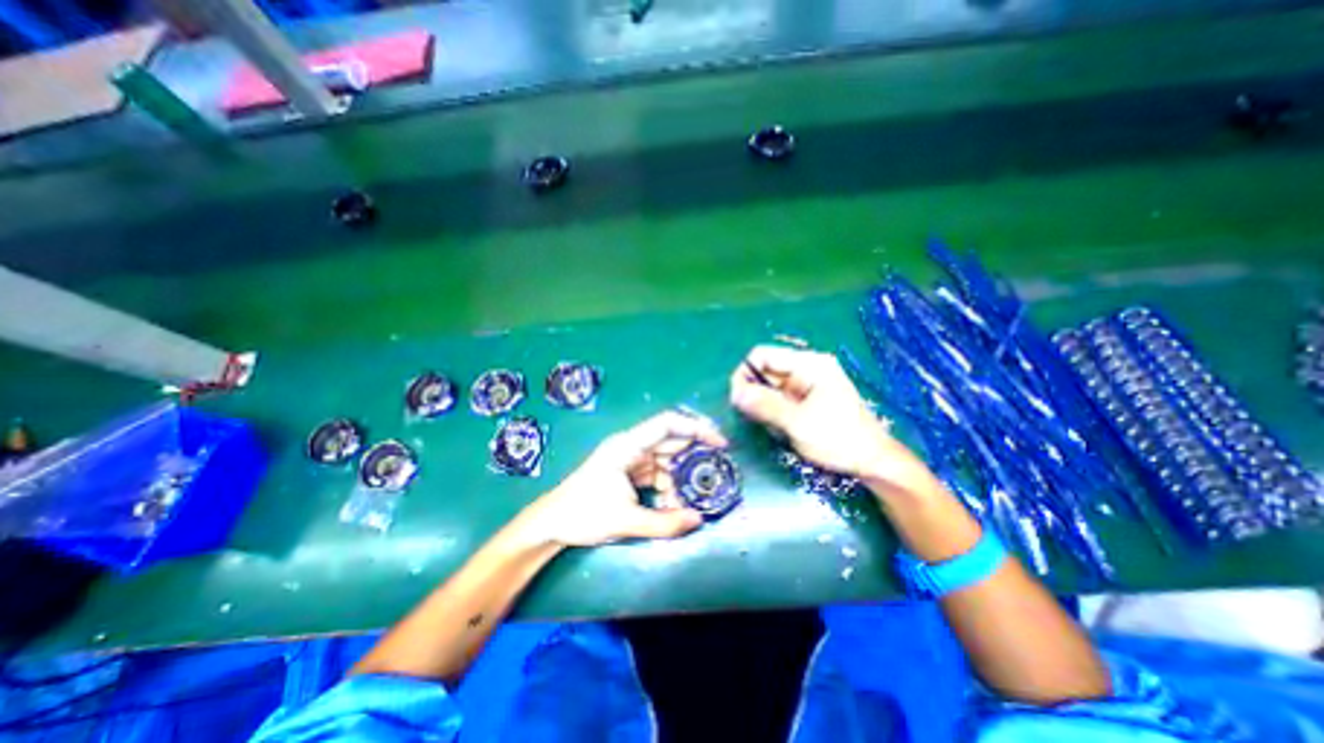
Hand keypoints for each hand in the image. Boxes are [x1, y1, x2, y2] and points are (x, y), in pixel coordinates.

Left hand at [521, 408, 721, 548]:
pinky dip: (668, 487)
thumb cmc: (583, 514)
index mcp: (627, 446)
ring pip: (666, 461)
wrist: (552, 524)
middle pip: (670, 441)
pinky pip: (657, 474)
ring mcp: (631, 460)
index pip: (667, 424)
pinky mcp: (630, 473)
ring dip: (680, 478)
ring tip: (691, 499)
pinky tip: (673, 504)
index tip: (719, 443)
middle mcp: (632, 447)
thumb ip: (664, 522)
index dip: (696, 428)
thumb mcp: (625, 521)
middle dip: (694, 455)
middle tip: (717, 470)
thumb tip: (699, 519)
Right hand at [730, 346, 934, 489]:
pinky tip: (782, 428)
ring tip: (774, 427)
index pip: (763, 355)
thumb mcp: (798, 423)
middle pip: (766, 371)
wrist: (872, 462)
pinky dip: (774, 412)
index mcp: (809, 364)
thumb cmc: (838, 439)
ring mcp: (807, 384)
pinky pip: (780, 399)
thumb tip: (735, 393)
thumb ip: (765, 405)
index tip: (737, 399)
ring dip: (764, 406)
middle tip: (753, 418)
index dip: (745, 373)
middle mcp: (806, 368)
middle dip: (755, 393)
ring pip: (770, 387)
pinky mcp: (807, 398)